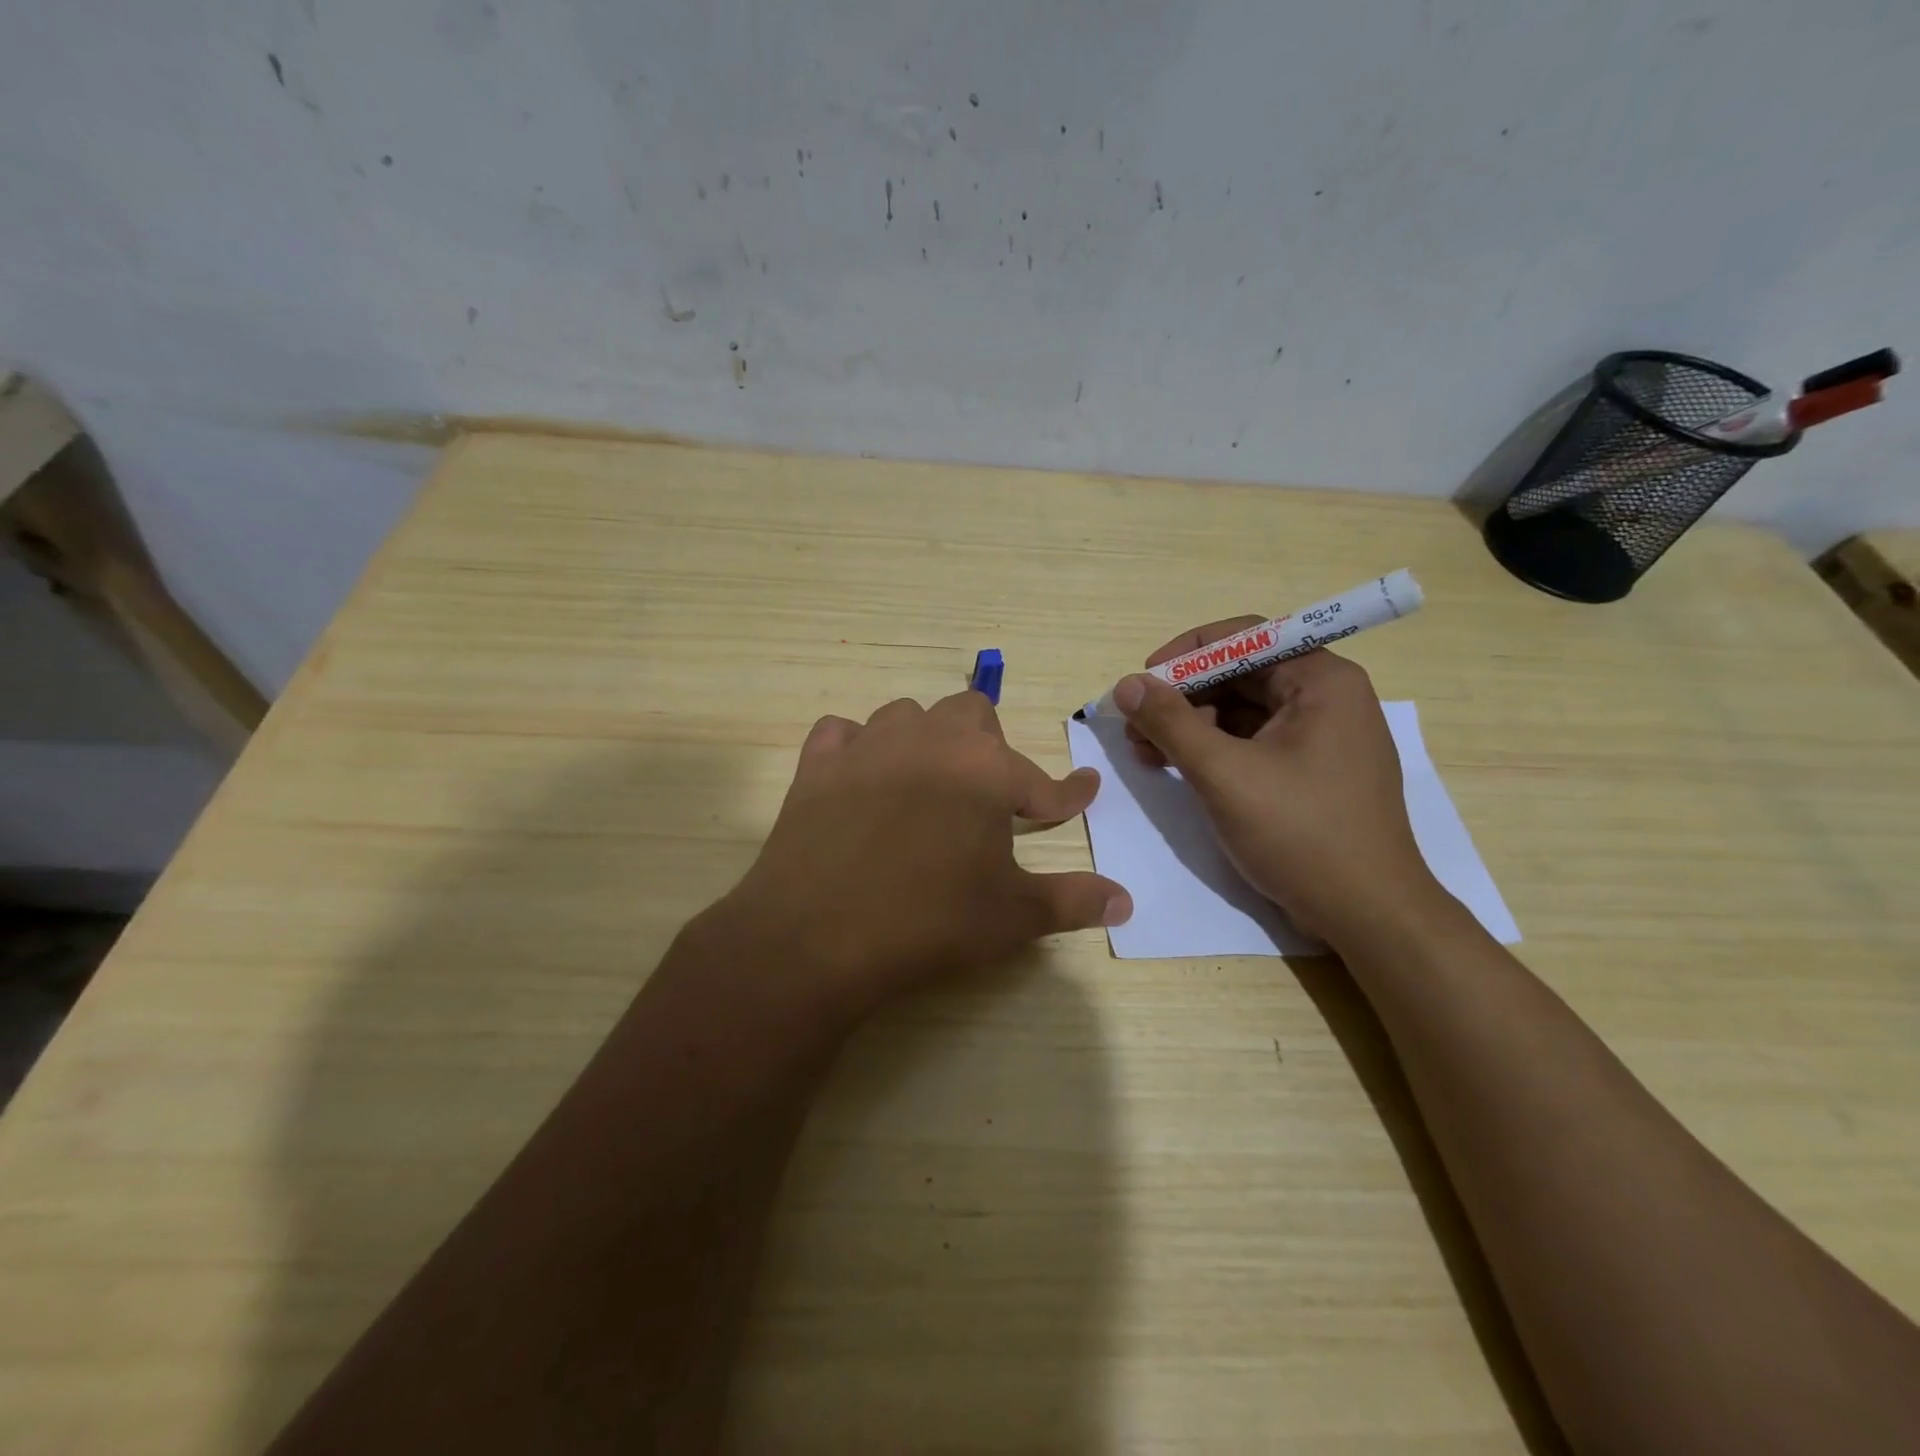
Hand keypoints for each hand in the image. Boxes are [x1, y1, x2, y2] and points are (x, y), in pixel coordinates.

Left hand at [714, 691, 1130, 1016]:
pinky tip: (861, 777)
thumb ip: (1073, 900)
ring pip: (906, 716)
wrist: (818, 937)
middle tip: (989, 796)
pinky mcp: (817, 767)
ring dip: (926, 741)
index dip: (1066, 793)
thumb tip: (1126, 901)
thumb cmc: (929, 922)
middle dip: (990, 748)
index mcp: (985, 769)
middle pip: (971, 714)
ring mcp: (867, 747)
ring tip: (928, 783)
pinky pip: (841, 734)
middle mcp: (929, 740)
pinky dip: (856, 748)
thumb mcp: (1012, 916)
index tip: (1082, 792)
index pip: (1041, 779)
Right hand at [1114, 619, 1441, 944]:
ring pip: (1243, 711)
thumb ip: (1171, 723)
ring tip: (1145, 752)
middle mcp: (1327, 698)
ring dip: (1191, 725)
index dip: (1186, 654)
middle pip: (1241, 674)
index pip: (1245, 637)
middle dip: (1183, 696)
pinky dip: (1213, 750)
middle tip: (1135, 724)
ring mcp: (1322, 737)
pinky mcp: (1312, 771)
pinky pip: (1254, 742)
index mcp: (1322, 681)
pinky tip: (1176, 768)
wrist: (1367, 915)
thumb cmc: (1300, 834)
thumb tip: (1127, 685)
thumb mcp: (1224, 774)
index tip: (1143, 681)